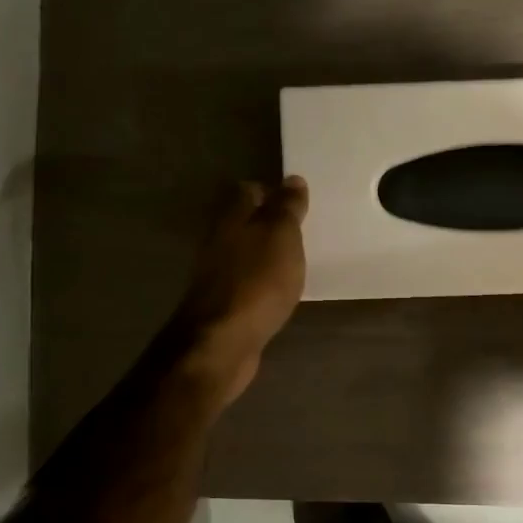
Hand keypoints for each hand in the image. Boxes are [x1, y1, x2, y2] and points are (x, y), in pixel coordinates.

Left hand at [169, 176, 307, 406]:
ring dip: (268, 253)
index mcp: (232, 218)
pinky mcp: (225, 304)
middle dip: (272, 223)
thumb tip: (291, 180)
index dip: (273, 192)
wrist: (222, 342)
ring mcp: (219, 274)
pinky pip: (248, 281)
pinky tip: (281, 290)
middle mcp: (219, 241)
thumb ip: (286, 208)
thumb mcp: (281, 236)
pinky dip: (264, 281)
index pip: (249, 191)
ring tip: (298, 259)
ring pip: (247, 252)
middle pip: (246, 222)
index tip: (299, 202)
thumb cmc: (256, 281)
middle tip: (304, 230)